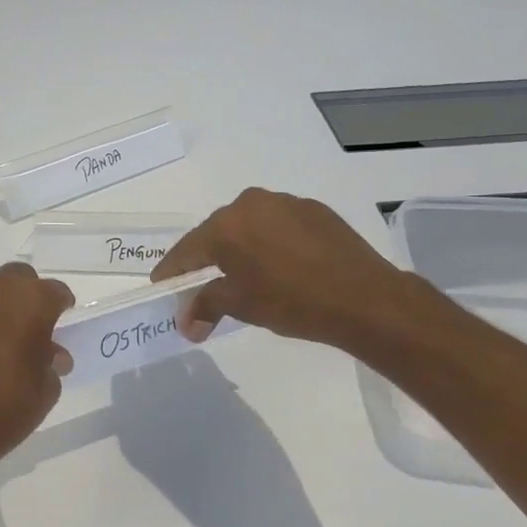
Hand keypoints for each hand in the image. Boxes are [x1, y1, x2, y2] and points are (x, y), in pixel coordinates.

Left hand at [0, 263, 74, 470]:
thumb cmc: (8, 405)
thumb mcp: (46, 389)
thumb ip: (51, 363)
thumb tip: (51, 355)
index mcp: (31, 301)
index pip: (55, 291)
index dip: (61, 306)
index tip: (62, 320)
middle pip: (16, 278)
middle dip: (25, 294)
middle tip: (29, 323)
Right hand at [152, 187, 414, 348]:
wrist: (365, 298)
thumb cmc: (292, 302)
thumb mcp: (241, 306)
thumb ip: (205, 306)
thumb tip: (185, 323)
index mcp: (227, 225)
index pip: (186, 250)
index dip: (170, 272)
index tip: (161, 288)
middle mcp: (252, 204)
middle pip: (215, 234)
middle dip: (204, 261)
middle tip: (199, 288)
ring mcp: (286, 203)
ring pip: (248, 228)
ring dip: (238, 251)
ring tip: (242, 278)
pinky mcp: (315, 211)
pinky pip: (277, 226)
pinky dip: (268, 245)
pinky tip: (278, 267)